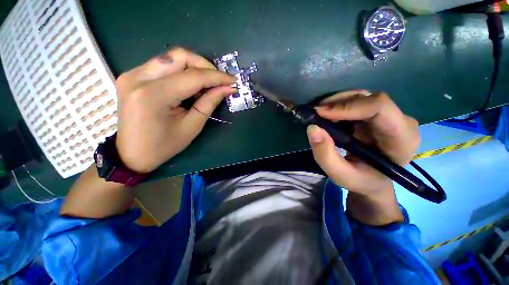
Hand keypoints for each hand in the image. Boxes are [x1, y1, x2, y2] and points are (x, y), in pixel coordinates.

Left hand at [115, 47, 235, 172]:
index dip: (217, 77)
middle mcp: (138, 77)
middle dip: (205, 66)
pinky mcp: (132, 76)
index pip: (193, 76)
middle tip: (219, 81)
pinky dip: (182, 72)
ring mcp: (132, 74)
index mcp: (153, 95)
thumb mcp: (192, 127)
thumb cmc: (164, 146)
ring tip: (206, 86)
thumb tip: (227, 88)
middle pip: (179, 56)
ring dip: (194, 68)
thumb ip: (209, 103)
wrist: (133, 153)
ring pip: (171, 57)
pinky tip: (189, 87)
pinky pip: (163, 65)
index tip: (232, 80)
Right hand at [307, 91, 419, 196]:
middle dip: (337, 103)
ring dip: (336, 103)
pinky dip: (338, 106)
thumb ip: (325, 155)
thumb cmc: (361, 181)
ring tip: (319, 115)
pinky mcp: (378, 114)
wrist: (373, 180)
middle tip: (315, 113)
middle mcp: (401, 121)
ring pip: (361, 97)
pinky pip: (357, 101)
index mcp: (402, 139)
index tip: (320, 113)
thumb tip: (312, 128)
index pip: (379, 108)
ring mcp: (391, 115)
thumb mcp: (340, 175)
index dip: (347, 106)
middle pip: (368, 99)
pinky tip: (328, 116)